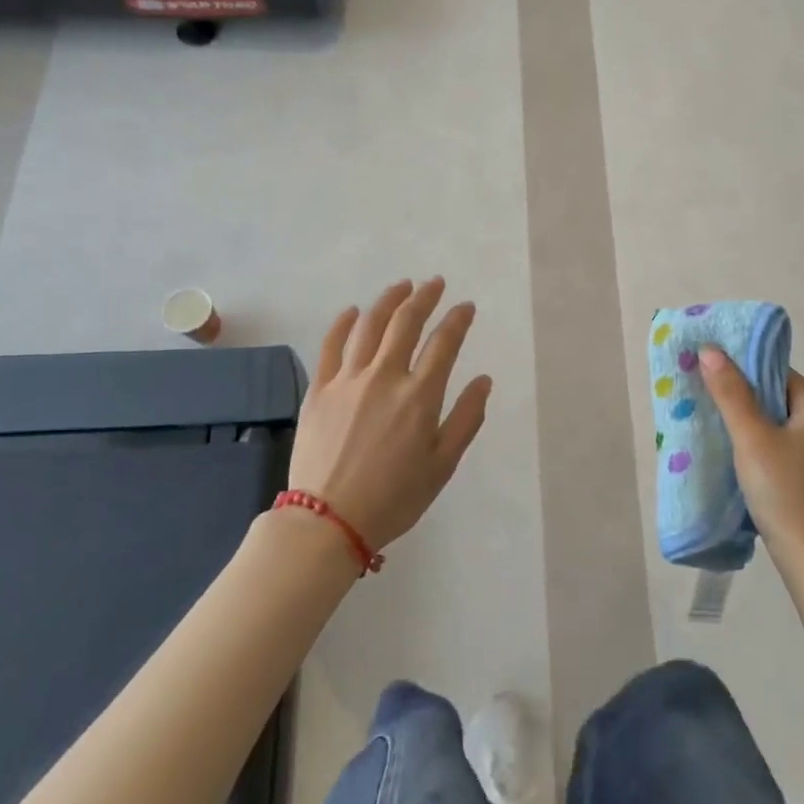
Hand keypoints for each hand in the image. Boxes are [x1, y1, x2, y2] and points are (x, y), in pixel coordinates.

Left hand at [287, 278, 492, 552]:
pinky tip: (352, 311)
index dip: (458, 319)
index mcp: (420, 396)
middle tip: (434, 283)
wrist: (327, 520)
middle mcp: (385, 376)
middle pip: (406, 322)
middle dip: (424, 297)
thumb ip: (466, 418)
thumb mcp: (442, 465)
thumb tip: (483, 380)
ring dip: (388, 300)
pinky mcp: (319, 389)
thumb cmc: (394, 498)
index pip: (444, 343)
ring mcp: (348, 380)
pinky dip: (343, 323)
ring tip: (402, 286)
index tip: (466, 306)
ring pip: (369, 325)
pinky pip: (331, 345)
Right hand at [699, 350, 803, 581]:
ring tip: (715, 428)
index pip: (779, 374)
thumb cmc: (785, 492)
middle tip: (706, 399)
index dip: (746, 371)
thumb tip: (710, 350)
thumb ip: (731, 393)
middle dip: (744, 399)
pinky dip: (761, 450)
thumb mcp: (751, 438)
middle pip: (779, 400)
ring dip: (751, 426)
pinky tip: (738, 460)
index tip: (712, 373)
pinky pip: (784, 452)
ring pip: (780, 428)